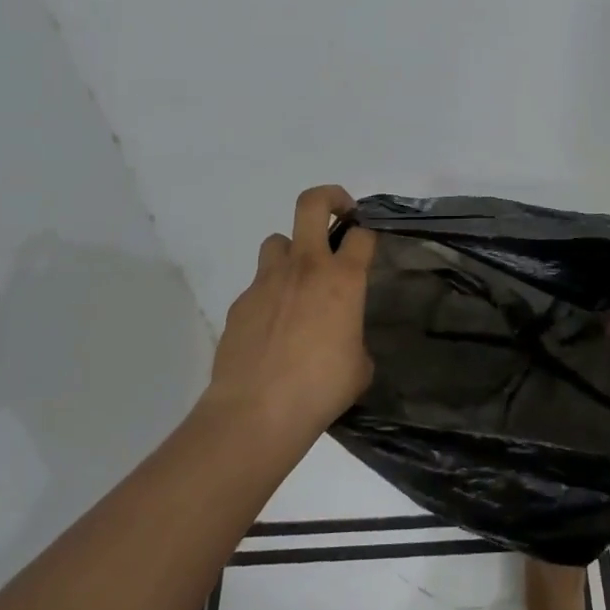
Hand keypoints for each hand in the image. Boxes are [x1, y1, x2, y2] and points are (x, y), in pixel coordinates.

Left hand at [203, 185, 377, 440]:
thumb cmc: (320, 389)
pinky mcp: (240, 301)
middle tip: (339, 215)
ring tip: (298, 281)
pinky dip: (269, 294)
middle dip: (330, 198)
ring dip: (292, 252)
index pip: (362, 234)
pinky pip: (258, 284)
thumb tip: (345, 341)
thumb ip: (355, 339)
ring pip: (278, 240)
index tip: (369, 241)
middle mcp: (305, 267)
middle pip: (311, 204)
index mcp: (342, 279)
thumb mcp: (359, 367)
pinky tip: (273, 328)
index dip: (369, 232)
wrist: (256, 412)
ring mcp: (267, 281)